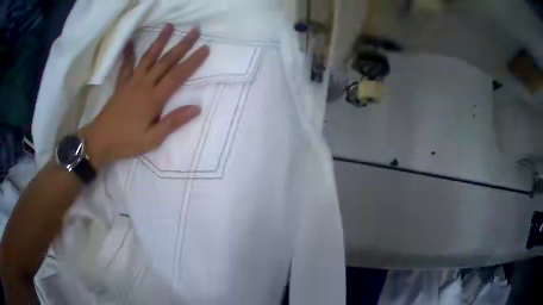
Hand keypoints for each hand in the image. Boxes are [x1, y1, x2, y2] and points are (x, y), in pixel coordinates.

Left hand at [80, 24, 209, 167]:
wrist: (100, 140)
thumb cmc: (126, 142)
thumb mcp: (152, 139)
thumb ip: (173, 122)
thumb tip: (197, 108)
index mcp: (154, 98)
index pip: (178, 75)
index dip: (193, 61)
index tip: (205, 48)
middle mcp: (144, 84)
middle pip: (166, 61)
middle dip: (182, 44)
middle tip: (195, 30)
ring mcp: (132, 81)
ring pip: (149, 57)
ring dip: (160, 40)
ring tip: (169, 26)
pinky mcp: (122, 83)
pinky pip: (126, 65)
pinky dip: (128, 52)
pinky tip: (130, 41)